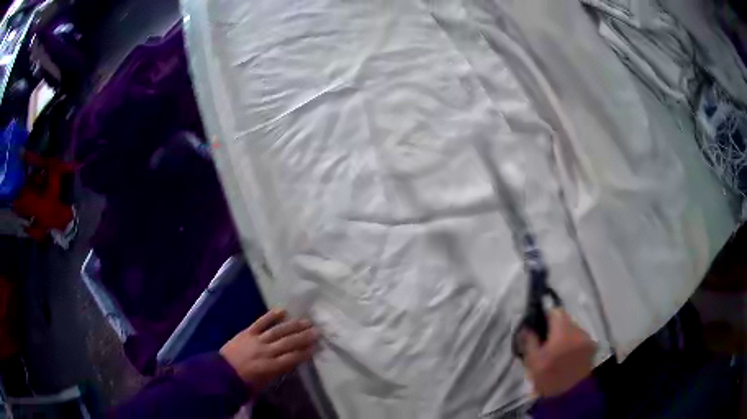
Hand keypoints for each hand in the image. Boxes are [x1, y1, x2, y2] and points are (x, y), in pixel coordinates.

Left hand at [220, 309, 317, 389]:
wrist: (221, 374)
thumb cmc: (245, 383)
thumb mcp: (265, 383)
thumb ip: (279, 371)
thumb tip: (292, 361)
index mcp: (271, 367)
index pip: (293, 358)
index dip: (305, 352)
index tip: (316, 346)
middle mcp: (266, 352)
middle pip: (288, 343)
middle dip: (304, 337)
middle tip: (317, 330)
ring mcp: (256, 340)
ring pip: (278, 331)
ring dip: (293, 325)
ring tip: (306, 320)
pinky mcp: (247, 332)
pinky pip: (260, 322)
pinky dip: (271, 316)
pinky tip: (283, 310)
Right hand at [521, 308, 595, 396]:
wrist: (569, 396)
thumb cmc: (548, 378)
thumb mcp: (532, 361)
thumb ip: (530, 341)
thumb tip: (528, 327)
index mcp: (563, 330)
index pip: (555, 311)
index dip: (545, 317)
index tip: (537, 327)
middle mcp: (578, 330)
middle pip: (565, 320)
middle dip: (554, 328)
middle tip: (544, 342)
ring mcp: (587, 339)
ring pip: (573, 330)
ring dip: (564, 336)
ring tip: (556, 351)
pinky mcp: (592, 348)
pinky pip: (579, 340)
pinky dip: (572, 344)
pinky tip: (566, 357)